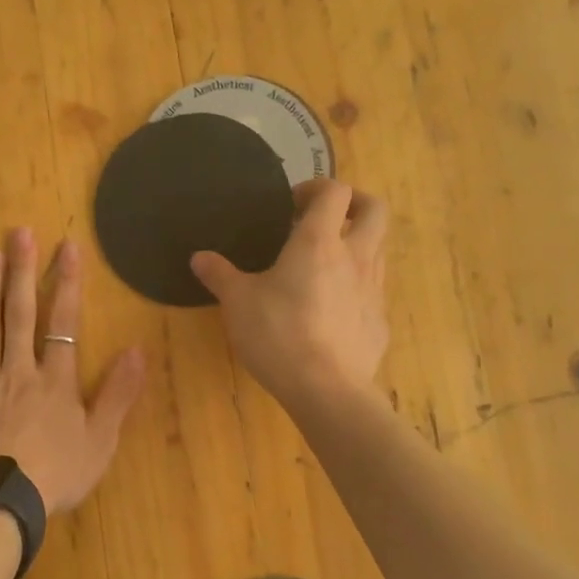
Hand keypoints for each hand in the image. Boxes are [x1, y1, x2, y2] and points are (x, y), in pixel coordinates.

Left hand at [0, 228, 145, 517]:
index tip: (67, 247)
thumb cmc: (55, 475)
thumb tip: (137, 349)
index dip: (67, 284)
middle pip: (20, 315)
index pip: (64, 322)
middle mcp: (17, 372)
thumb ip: (118, 394)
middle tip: (19, 233)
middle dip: (22, 273)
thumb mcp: (100, 440)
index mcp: (54, 380)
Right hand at [191, 180, 389, 407]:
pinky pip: (373, 290)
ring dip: (356, 244)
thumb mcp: (237, 303)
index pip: (335, 192)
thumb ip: (219, 275)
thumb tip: (199, 257)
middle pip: (374, 210)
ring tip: (324, 264)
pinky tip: (331, 309)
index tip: (293, 204)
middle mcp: (355, 257)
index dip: (317, 187)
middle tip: (325, 217)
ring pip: (378, 249)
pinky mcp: (379, 321)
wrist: (327, 390)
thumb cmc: (278, 334)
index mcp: (319, 242)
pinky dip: (356, 286)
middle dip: (354, 203)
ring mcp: (373, 289)